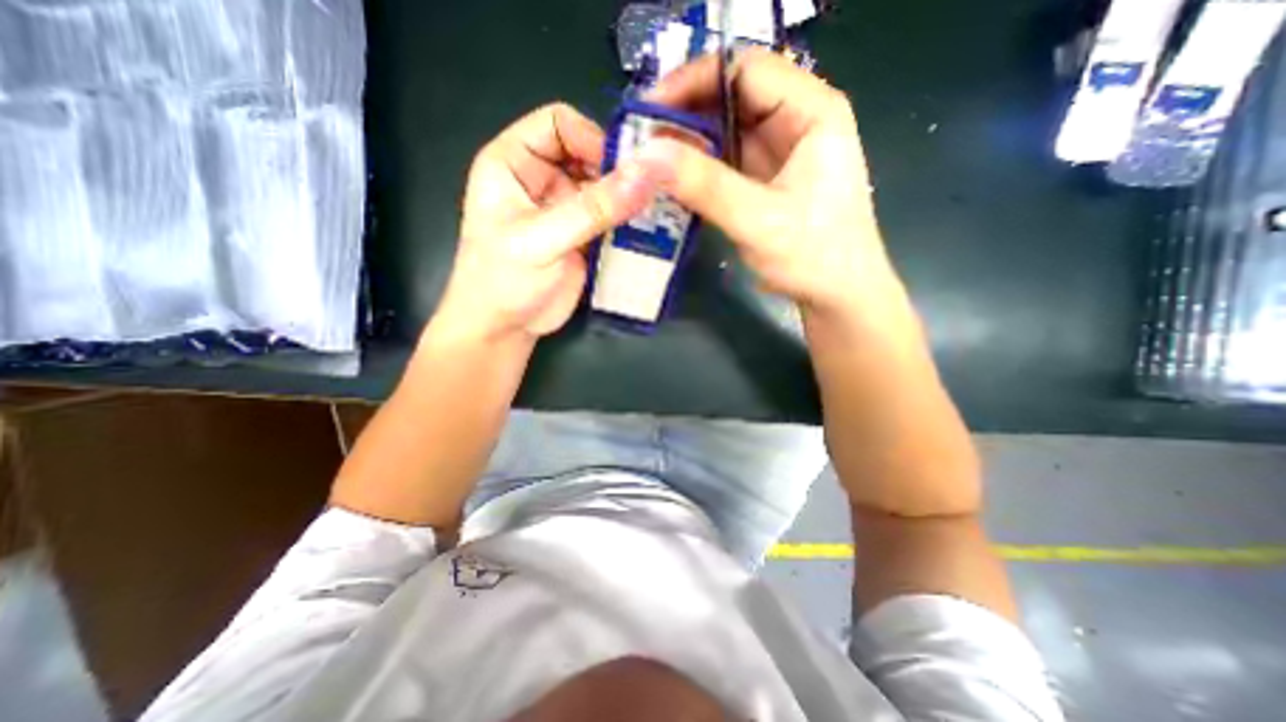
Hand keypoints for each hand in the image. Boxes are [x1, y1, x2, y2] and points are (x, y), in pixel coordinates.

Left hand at [437, 101, 668, 347]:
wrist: (505, 328)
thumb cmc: (504, 281)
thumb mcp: (542, 241)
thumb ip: (592, 210)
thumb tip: (644, 176)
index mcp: (514, 163)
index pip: (558, 123)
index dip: (592, 138)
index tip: (623, 170)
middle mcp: (541, 179)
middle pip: (588, 154)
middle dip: (617, 171)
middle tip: (650, 192)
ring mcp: (565, 209)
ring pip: (604, 187)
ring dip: (627, 199)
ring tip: (654, 212)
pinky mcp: (583, 236)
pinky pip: (611, 218)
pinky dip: (628, 222)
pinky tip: (646, 231)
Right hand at [644, 47, 902, 318]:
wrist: (837, 296)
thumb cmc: (814, 257)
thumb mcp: (759, 221)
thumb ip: (706, 186)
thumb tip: (647, 154)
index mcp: (811, 112)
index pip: (744, 70)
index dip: (692, 82)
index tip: (648, 112)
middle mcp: (796, 121)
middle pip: (730, 97)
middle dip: (684, 116)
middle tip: (641, 144)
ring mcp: (779, 152)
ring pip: (724, 130)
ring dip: (687, 145)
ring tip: (649, 164)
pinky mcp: (765, 179)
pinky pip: (725, 160)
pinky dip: (697, 168)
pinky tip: (673, 182)